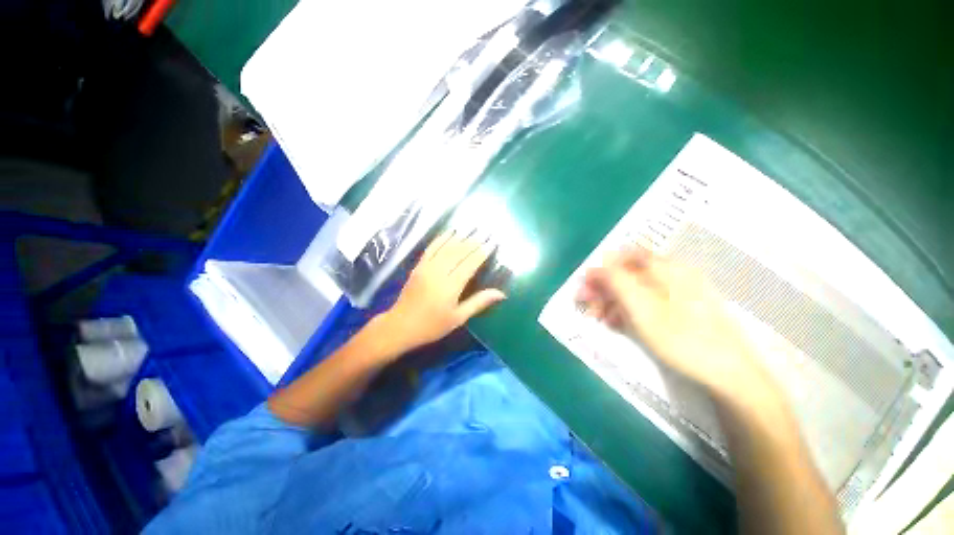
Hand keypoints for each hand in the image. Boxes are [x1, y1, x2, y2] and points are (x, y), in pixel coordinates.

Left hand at [377, 230, 506, 353]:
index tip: (492, 243)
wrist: (401, 326)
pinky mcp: (419, 266)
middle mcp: (439, 272)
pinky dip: (442, 238)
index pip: (470, 264)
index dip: (482, 252)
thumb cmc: (432, 325)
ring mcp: (427, 267)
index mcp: (451, 286)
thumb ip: (479, 302)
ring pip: (446, 247)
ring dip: (460, 237)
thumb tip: (501, 294)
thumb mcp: (458, 318)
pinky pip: (431, 248)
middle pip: (459, 252)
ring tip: (472, 229)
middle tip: (486, 232)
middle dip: (474, 241)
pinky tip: (450, 232)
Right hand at [576, 248, 768, 396]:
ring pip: (636, 288)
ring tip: (600, 319)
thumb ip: (617, 280)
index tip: (586, 287)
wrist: (728, 373)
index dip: (601, 269)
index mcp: (666, 268)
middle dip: (604, 287)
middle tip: (587, 305)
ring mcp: (679, 291)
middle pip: (628, 272)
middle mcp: (673, 273)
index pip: (624, 257)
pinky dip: (629, 309)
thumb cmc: (681, 338)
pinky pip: (647, 301)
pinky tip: (618, 323)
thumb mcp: (641, 307)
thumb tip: (600, 261)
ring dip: (613, 300)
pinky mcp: (681, 308)